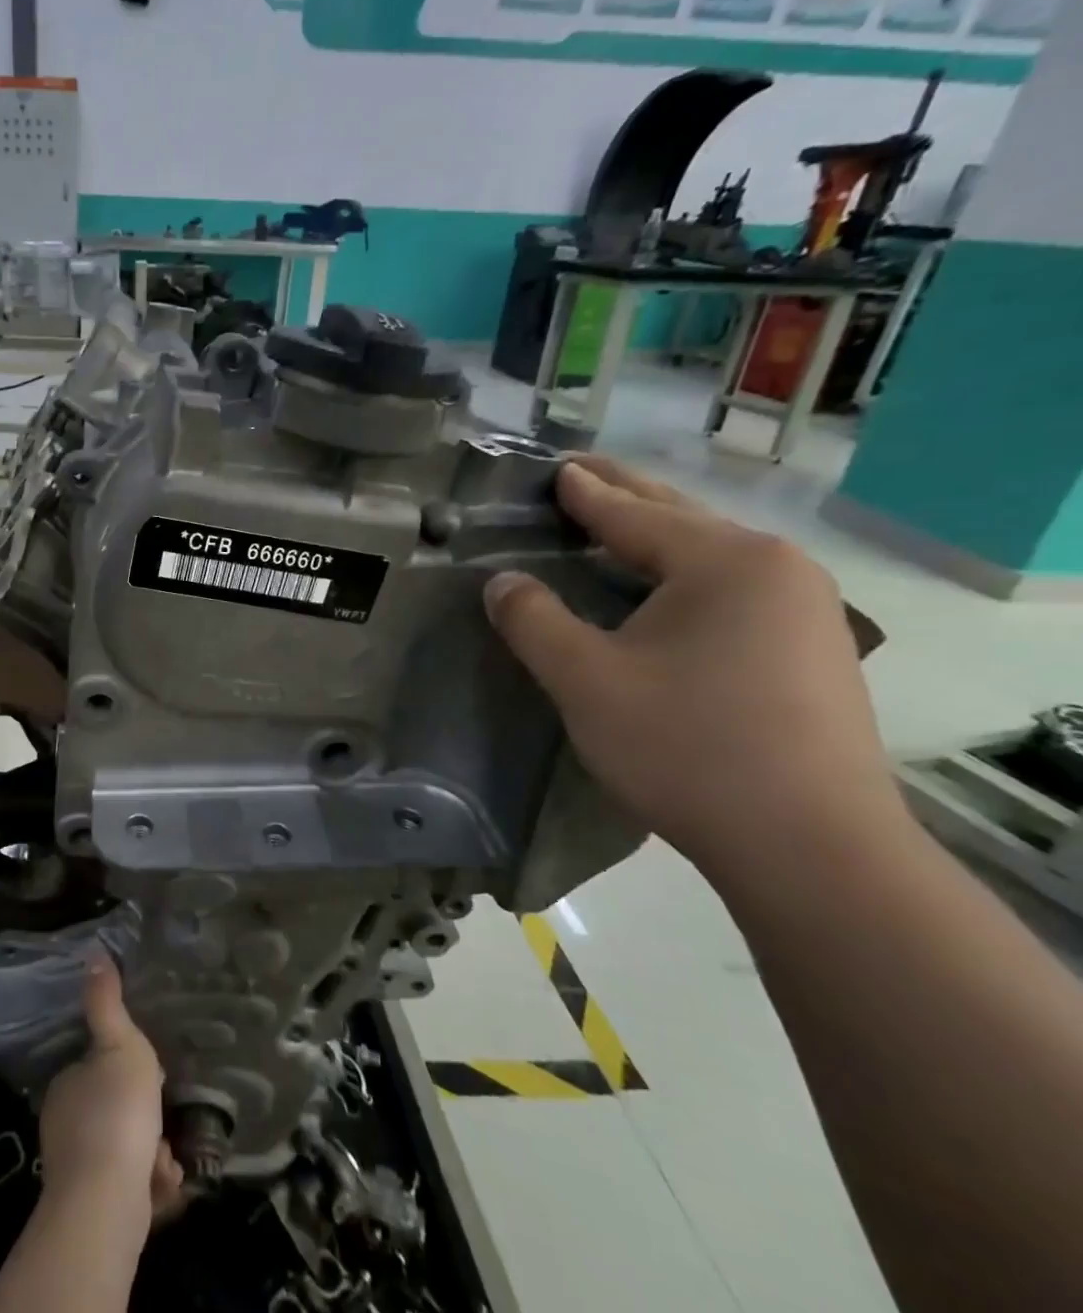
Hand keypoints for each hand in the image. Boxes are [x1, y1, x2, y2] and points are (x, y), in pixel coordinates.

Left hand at [37, 955, 183, 1216]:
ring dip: (151, 1152)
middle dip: (143, 1116)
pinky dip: (149, 1186)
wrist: (106, 1203)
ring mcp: (75, 1170)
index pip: (95, 1069)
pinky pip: (129, 1188)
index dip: (125, 1071)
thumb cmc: (116, 1112)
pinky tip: (163, 1184)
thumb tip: (92, 954)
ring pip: (124, 1151)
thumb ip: (106, 1003)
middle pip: (113, 1111)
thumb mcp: (120, 1044)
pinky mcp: (93, 1210)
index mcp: (66, 1085)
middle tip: (163, 1117)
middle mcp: (64, 1126)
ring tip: (166, 1157)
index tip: (150, 1076)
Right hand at [482, 457, 897, 871]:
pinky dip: (685, 573)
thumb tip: (502, 582)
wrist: (812, 847)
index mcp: (724, 562)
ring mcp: (806, 610)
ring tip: (617, 524)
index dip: (586, 493)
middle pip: (681, 520)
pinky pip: (733, 588)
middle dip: (626, 496)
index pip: (635, 514)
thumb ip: (534, 620)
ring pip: (711, 555)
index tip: (556, 469)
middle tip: (582, 473)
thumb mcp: (585, 680)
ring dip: (658, 536)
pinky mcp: (813, 651)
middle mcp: (776, 569)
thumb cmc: (687, 748)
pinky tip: (666, 589)